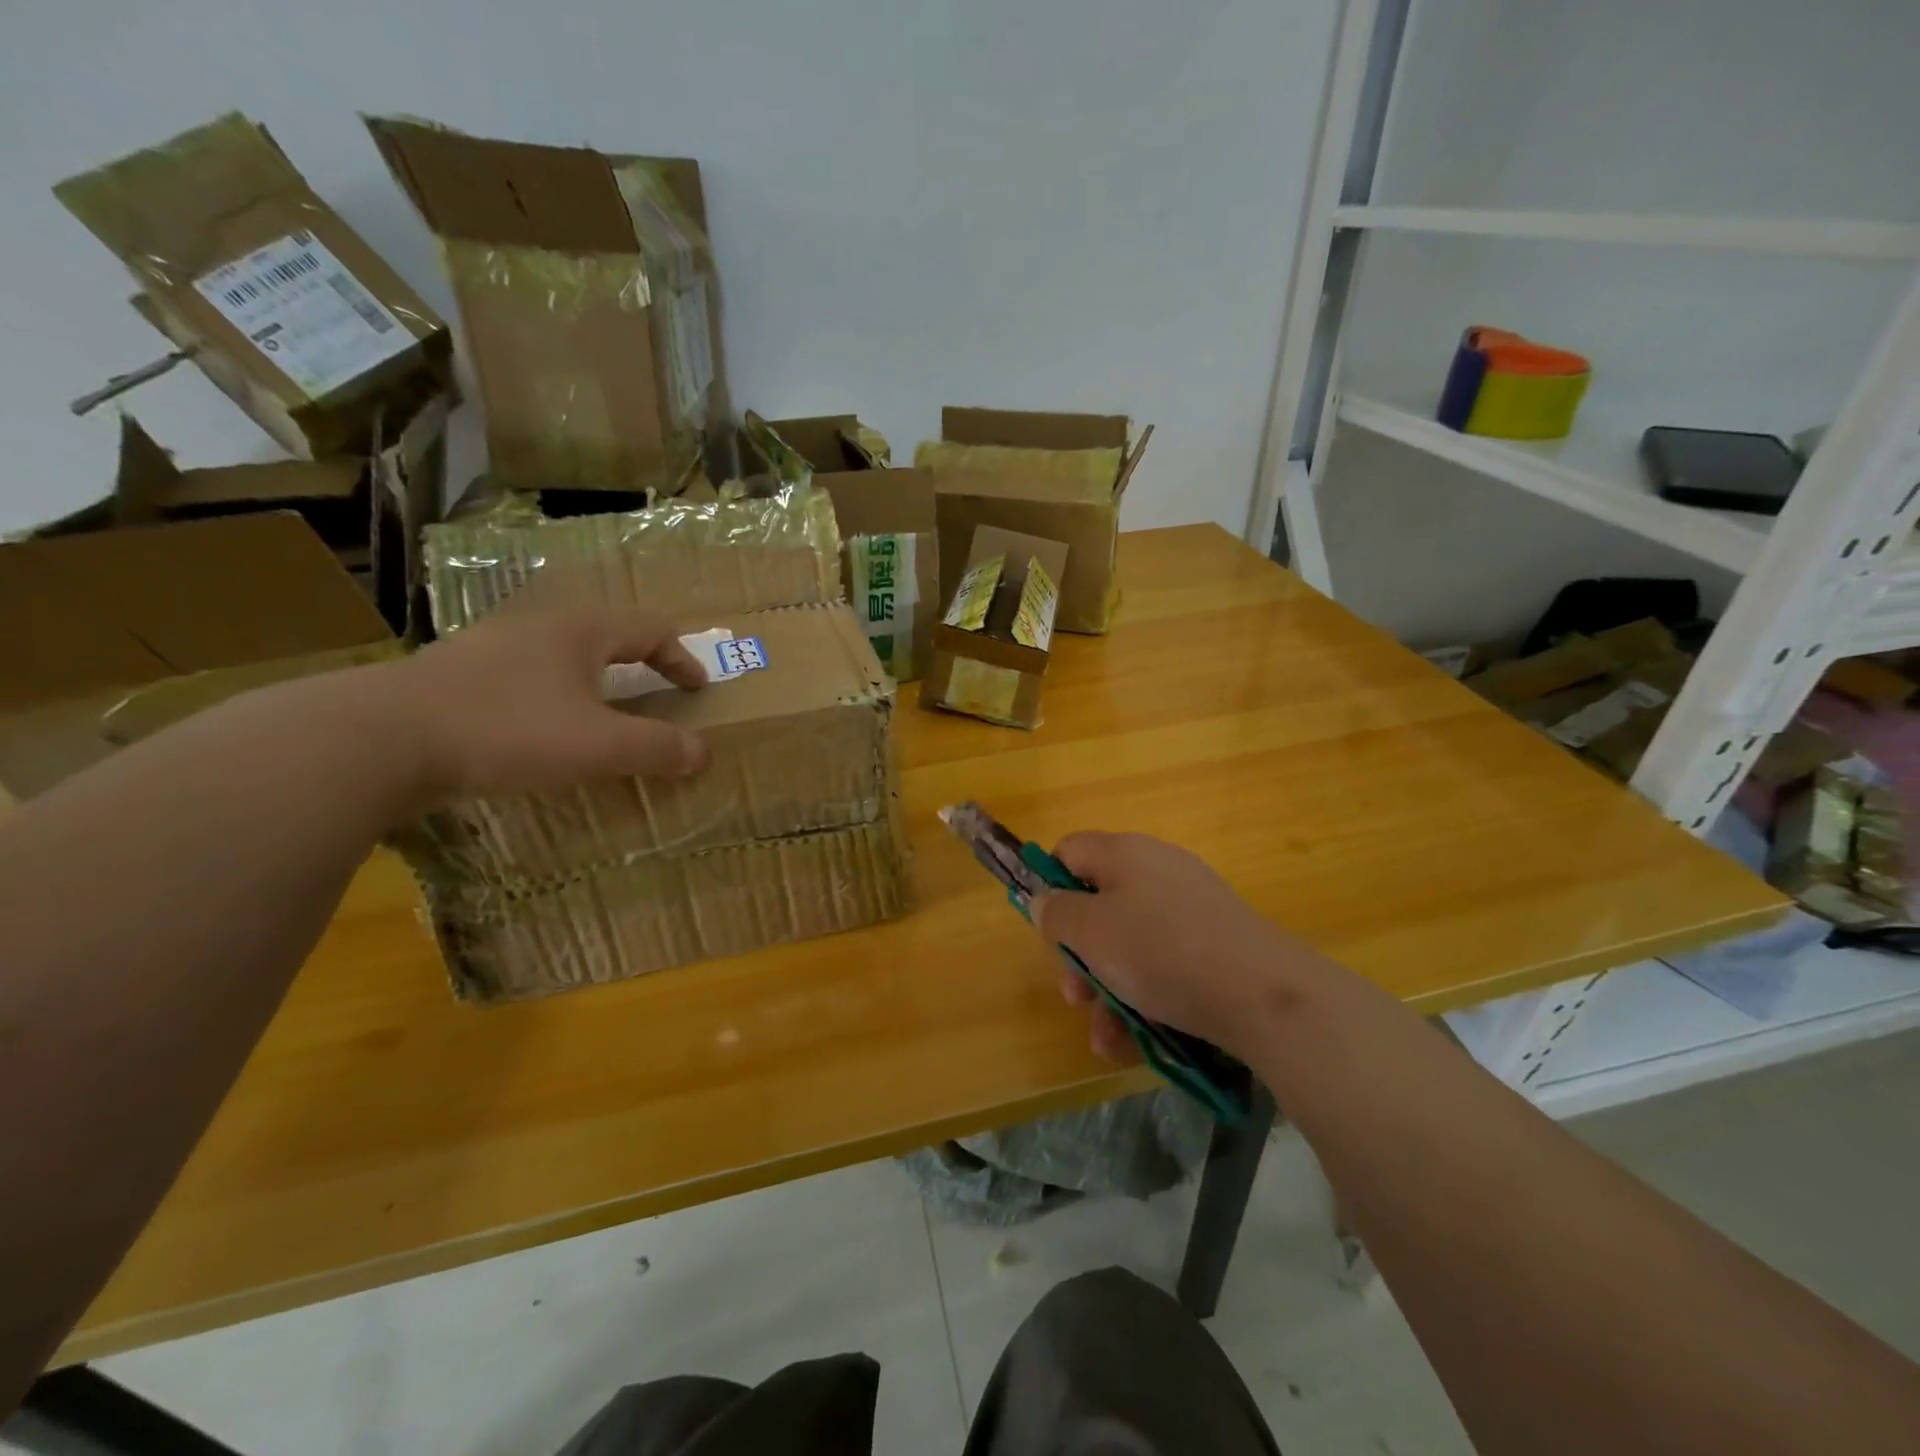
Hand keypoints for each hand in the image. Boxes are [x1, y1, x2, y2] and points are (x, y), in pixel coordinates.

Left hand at [379, 606, 709, 805]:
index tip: (698, 689)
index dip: (682, 658)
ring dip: (592, 681)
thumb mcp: (597, 745)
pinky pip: (523, 677)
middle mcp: (537, 627)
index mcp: (580, 631)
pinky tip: (537, 730)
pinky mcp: (454, 676)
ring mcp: (489, 647)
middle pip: (605, 635)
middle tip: (655, 695)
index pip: (650, 630)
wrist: (377, 738)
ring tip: (600, 714)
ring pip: (560, 655)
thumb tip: (704, 752)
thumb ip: (656, 748)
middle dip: (639, 664)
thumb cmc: (507, 730)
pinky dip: (551, 697)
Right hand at [1033, 832, 1332, 1062]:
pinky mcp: (1216, 942)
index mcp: (1124, 853)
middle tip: (1076, 997)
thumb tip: (1045, 900)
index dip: (1051, 887)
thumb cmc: (1160, 951)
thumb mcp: (1091, 932)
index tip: (1051, 932)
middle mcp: (1156, 870)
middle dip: (1080, 957)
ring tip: (1105, 1040)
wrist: (1262, 993)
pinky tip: (1134, 1043)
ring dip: (1108, 992)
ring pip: (1130, 944)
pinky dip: (1145, 997)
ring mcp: (1190, 906)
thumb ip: (1057, 913)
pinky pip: (1165, 963)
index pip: (1070, 851)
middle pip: (1098, 905)